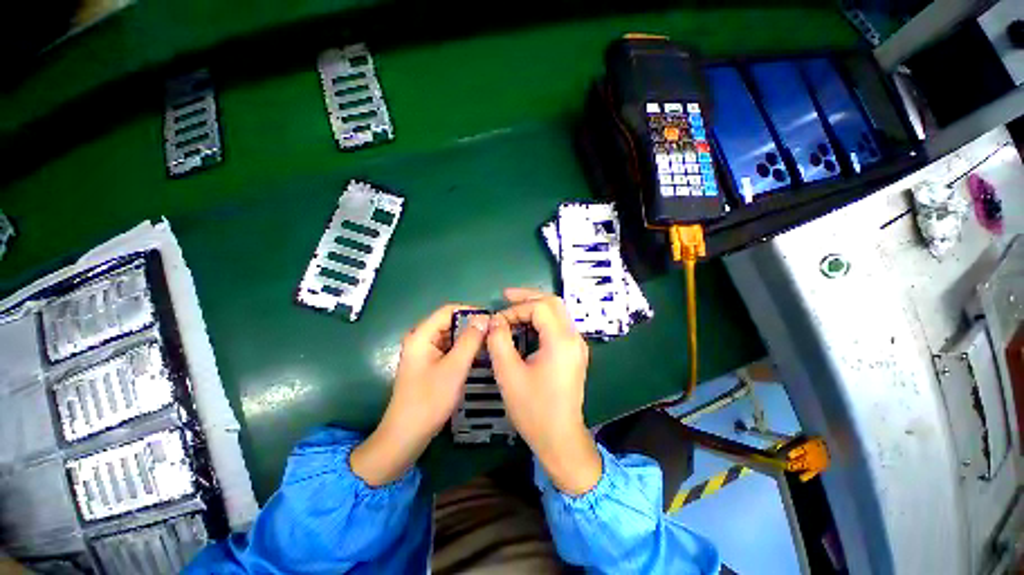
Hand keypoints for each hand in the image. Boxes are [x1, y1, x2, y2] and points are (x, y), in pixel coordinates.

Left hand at [351, 304, 488, 485]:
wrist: (405, 436)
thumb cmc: (429, 400)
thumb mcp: (454, 368)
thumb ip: (470, 340)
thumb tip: (485, 318)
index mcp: (422, 335)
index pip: (449, 310)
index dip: (471, 311)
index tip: (492, 319)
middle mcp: (421, 339)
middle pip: (450, 322)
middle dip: (472, 325)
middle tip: (494, 333)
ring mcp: (425, 353)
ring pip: (451, 337)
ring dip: (469, 338)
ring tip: (490, 344)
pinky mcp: (429, 365)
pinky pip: (449, 350)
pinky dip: (463, 350)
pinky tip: (479, 357)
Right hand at [487, 288, 601, 494]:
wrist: (560, 438)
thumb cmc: (533, 409)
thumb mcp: (509, 374)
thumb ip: (499, 341)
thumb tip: (494, 320)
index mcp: (561, 341)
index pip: (540, 307)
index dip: (516, 309)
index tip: (497, 321)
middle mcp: (574, 338)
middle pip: (553, 302)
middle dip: (528, 296)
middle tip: (506, 296)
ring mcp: (577, 345)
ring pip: (558, 312)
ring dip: (535, 306)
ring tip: (513, 306)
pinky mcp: (574, 352)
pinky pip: (559, 325)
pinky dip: (542, 319)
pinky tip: (526, 324)